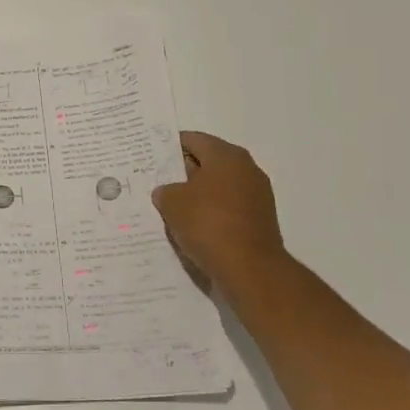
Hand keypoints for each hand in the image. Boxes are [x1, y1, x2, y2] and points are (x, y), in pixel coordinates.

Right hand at [152, 132, 289, 297]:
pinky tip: (192, 226)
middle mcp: (246, 169)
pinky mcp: (260, 220)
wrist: (250, 270)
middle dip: (182, 172)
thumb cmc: (208, 224)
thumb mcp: (172, 202)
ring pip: (218, 187)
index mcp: (227, 155)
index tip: (150, 157)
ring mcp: (257, 196)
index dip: (168, 147)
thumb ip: (165, 190)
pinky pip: (228, 209)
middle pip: (207, 162)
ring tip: (171, 207)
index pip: (192, 140)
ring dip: (197, 195)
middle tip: (157, 181)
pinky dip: (211, 214)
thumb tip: (168, 192)